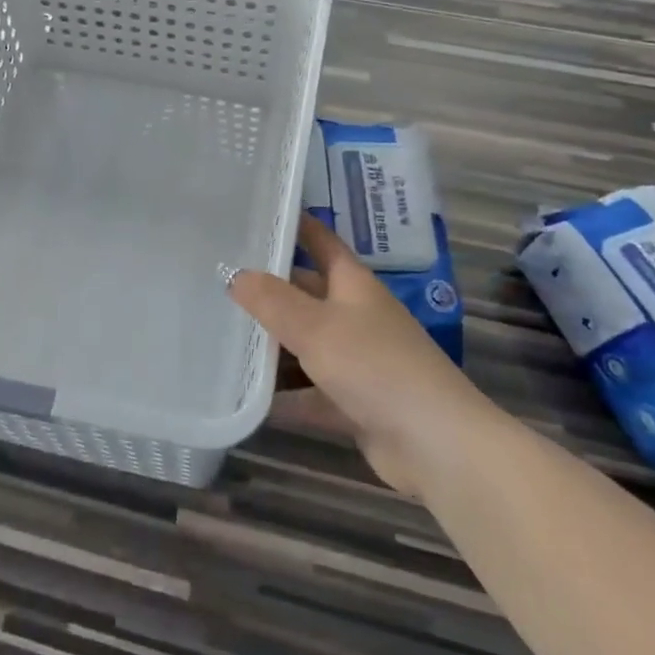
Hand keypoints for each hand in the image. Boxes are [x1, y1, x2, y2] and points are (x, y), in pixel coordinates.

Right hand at [229, 214, 471, 494]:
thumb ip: (272, 300)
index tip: (260, 211)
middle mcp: (356, 316)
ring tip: (221, 336)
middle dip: (268, 289)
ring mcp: (357, 361)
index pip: (321, 241)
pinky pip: (310, 393)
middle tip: (218, 281)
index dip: (296, 225)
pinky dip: (284, 395)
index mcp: (353, 285)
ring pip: (306, 345)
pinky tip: (245, 397)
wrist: (435, 443)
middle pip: (306, 294)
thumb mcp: (315, 326)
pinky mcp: (354, 403)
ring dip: (272, 345)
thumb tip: (234, 275)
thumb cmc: (375, 366)